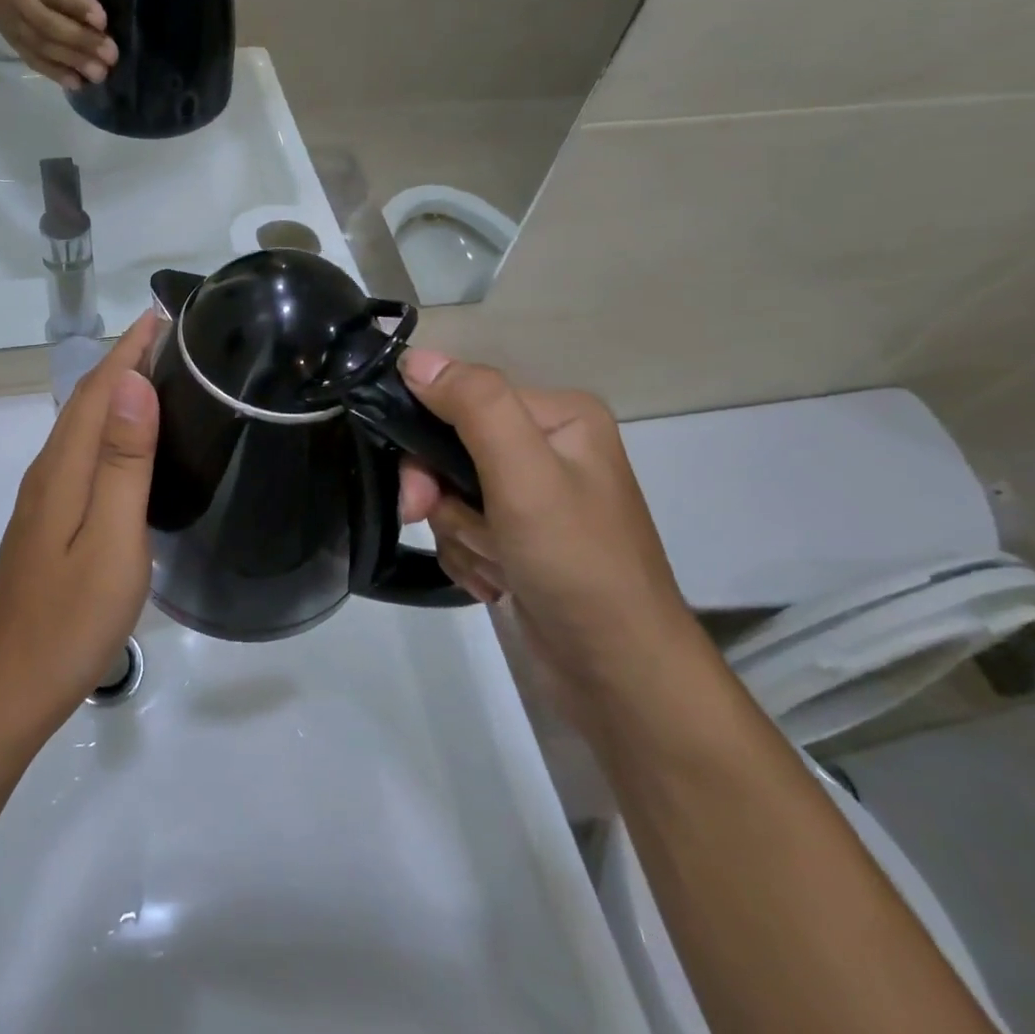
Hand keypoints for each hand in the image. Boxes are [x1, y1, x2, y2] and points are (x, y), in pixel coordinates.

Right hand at [0, 0, 118, 88]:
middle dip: (81, 41)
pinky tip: (76, 84)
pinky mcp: (12, 41)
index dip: (76, 5)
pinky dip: (54, 73)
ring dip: (72, 62)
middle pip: (49, 25)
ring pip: (43, 47)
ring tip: (100, 74)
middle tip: (111, 54)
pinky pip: (33, 59)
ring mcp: (13, 24)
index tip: (102, 20)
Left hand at [0, 314, 161, 730]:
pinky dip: (108, 427)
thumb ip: (123, 463)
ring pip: (82, 425)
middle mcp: (49, 471)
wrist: (11, 686)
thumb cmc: (72, 618)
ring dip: (116, 391)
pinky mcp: (49, 520)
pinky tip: (129, 443)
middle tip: (171, 339)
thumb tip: (133, 385)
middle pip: (87, 400)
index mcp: (64, 468)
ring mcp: (45, 497)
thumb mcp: (112, 540)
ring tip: (158, 375)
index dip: (129, 350)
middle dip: (123, 361)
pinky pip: (81, 452)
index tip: (163, 316)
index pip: (100, 390)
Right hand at [396, 349, 701, 727]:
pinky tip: (496, 582)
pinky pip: (463, 528)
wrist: (619, 676)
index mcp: (558, 416)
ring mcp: (533, 496)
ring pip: (450, 493)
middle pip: (450, 448)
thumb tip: (415, 358)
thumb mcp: (525, 474)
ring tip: (493, 566)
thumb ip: (474, 406)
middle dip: (441, 496)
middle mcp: (547, 448)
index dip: (427, 440)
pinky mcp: (521, 538)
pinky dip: (468, 556)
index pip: (461, 398)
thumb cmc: (576, 564)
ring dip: (456, 533)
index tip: (419, 491)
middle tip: (435, 524)